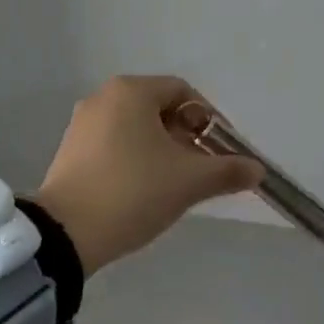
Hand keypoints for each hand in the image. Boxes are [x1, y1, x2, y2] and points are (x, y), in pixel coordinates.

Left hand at [34, 75, 261, 276]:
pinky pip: (114, 141)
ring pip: (136, 126)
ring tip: (173, 183)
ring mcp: (83, 122)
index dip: (208, 119)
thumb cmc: (133, 192)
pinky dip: (135, 156)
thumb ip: (226, 171)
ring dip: (161, 148)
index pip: (182, 92)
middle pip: (159, 107)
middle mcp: (104, 96)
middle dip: (185, 136)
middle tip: (199, 170)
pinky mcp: (71, 148)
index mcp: (131, 91)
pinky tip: (141, 189)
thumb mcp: (188, 182)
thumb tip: (258, 169)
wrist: (66, 233)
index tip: (220, 151)